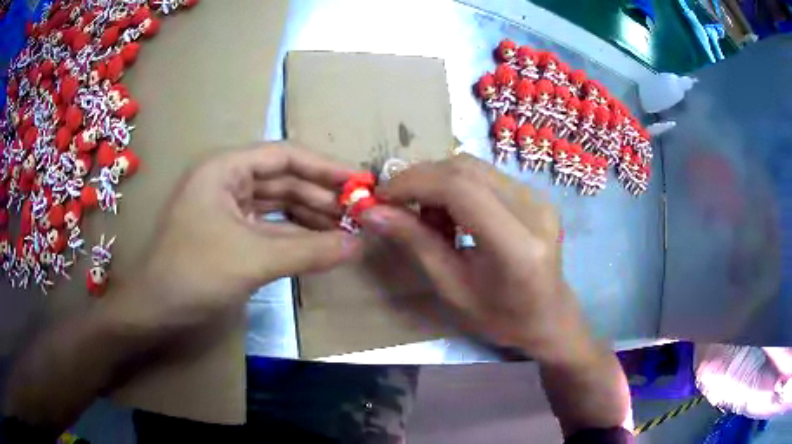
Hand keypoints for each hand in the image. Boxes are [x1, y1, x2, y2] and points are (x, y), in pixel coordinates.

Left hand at [113, 142, 362, 331]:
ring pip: (278, 206)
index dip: (325, 168)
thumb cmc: (194, 274)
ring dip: (311, 218)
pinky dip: (295, 237)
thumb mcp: (253, 260)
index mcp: (225, 169)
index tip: (361, 183)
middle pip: (284, 181)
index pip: (285, 156)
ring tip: (348, 231)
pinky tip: (320, 246)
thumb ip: (309, 252)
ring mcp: (228, 209)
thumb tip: (360, 246)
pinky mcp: (230, 235)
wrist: (155, 311)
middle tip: (360, 214)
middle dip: (321, 197)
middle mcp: (228, 182)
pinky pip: (270, 229)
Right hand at [359, 154, 589, 362]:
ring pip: (473, 167)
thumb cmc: (501, 317)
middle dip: (420, 179)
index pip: (460, 189)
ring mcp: (538, 197)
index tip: (381, 197)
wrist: (549, 316)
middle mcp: (534, 210)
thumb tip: (372, 212)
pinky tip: (450, 214)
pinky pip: (485, 175)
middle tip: (396, 204)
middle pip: (466, 168)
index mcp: (517, 246)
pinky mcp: (535, 194)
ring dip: (437, 182)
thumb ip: (416, 244)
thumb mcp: (452, 289)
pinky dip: (456, 186)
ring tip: (426, 217)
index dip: (414, 183)